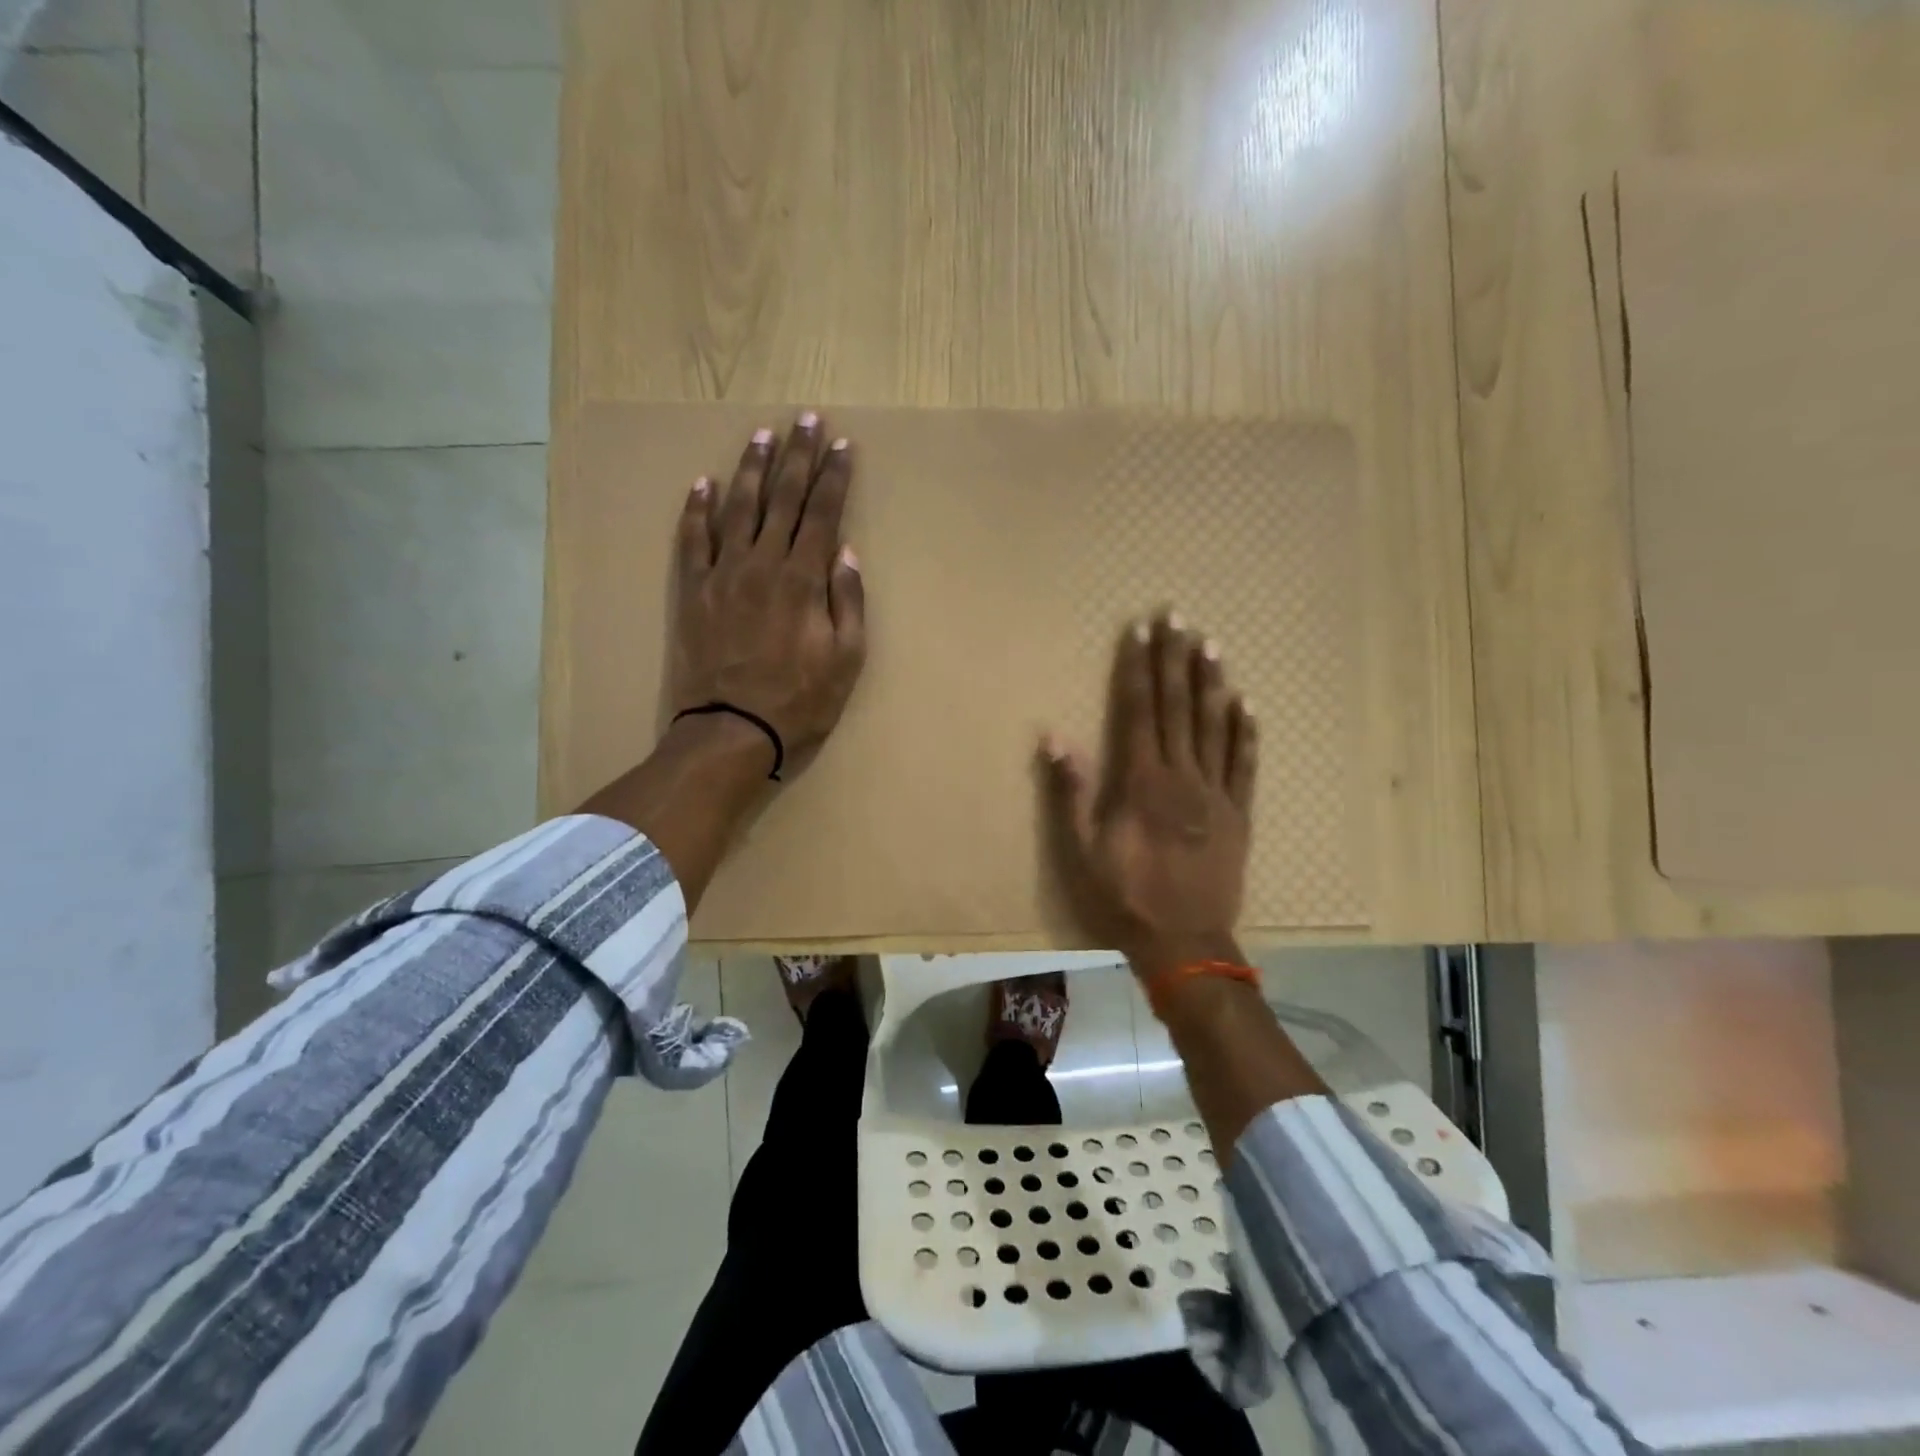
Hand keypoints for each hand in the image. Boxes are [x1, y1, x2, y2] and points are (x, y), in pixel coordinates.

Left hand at [670, 412, 867, 771]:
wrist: (732, 729)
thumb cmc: (799, 700)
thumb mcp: (847, 660)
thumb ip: (848, 602)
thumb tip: (846, 552)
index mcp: (803, 579)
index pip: (823, 514)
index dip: (835, 477)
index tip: (843, 445)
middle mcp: (763, 563)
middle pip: (783, 499)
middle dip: (799, 456)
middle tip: (807, 420)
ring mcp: (723, 574)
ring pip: (739, 508)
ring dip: (752, 469)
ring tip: (763, 436)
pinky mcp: (694, 591)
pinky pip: (694, 540)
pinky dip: (698, 509)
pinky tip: (704, 483)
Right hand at [1040, 611, 1257, 972]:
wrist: (1185, 944)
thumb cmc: (1124, 897)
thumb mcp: (1080, 851)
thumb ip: (1070, 793)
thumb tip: (1055, 738)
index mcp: (1140, 781)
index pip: (1138, 709)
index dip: (1138, 667)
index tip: (1140, 630)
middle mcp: (1181, 775)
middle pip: (1177, 706)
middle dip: (1174, 659)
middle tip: (1177, 616)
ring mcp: (1215, 793)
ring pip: (1214, 726)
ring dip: (1210, 683)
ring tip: (1211, 645)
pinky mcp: (1239, 814)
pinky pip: (1245, 764)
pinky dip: (1246, 732)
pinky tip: (1247, 703)